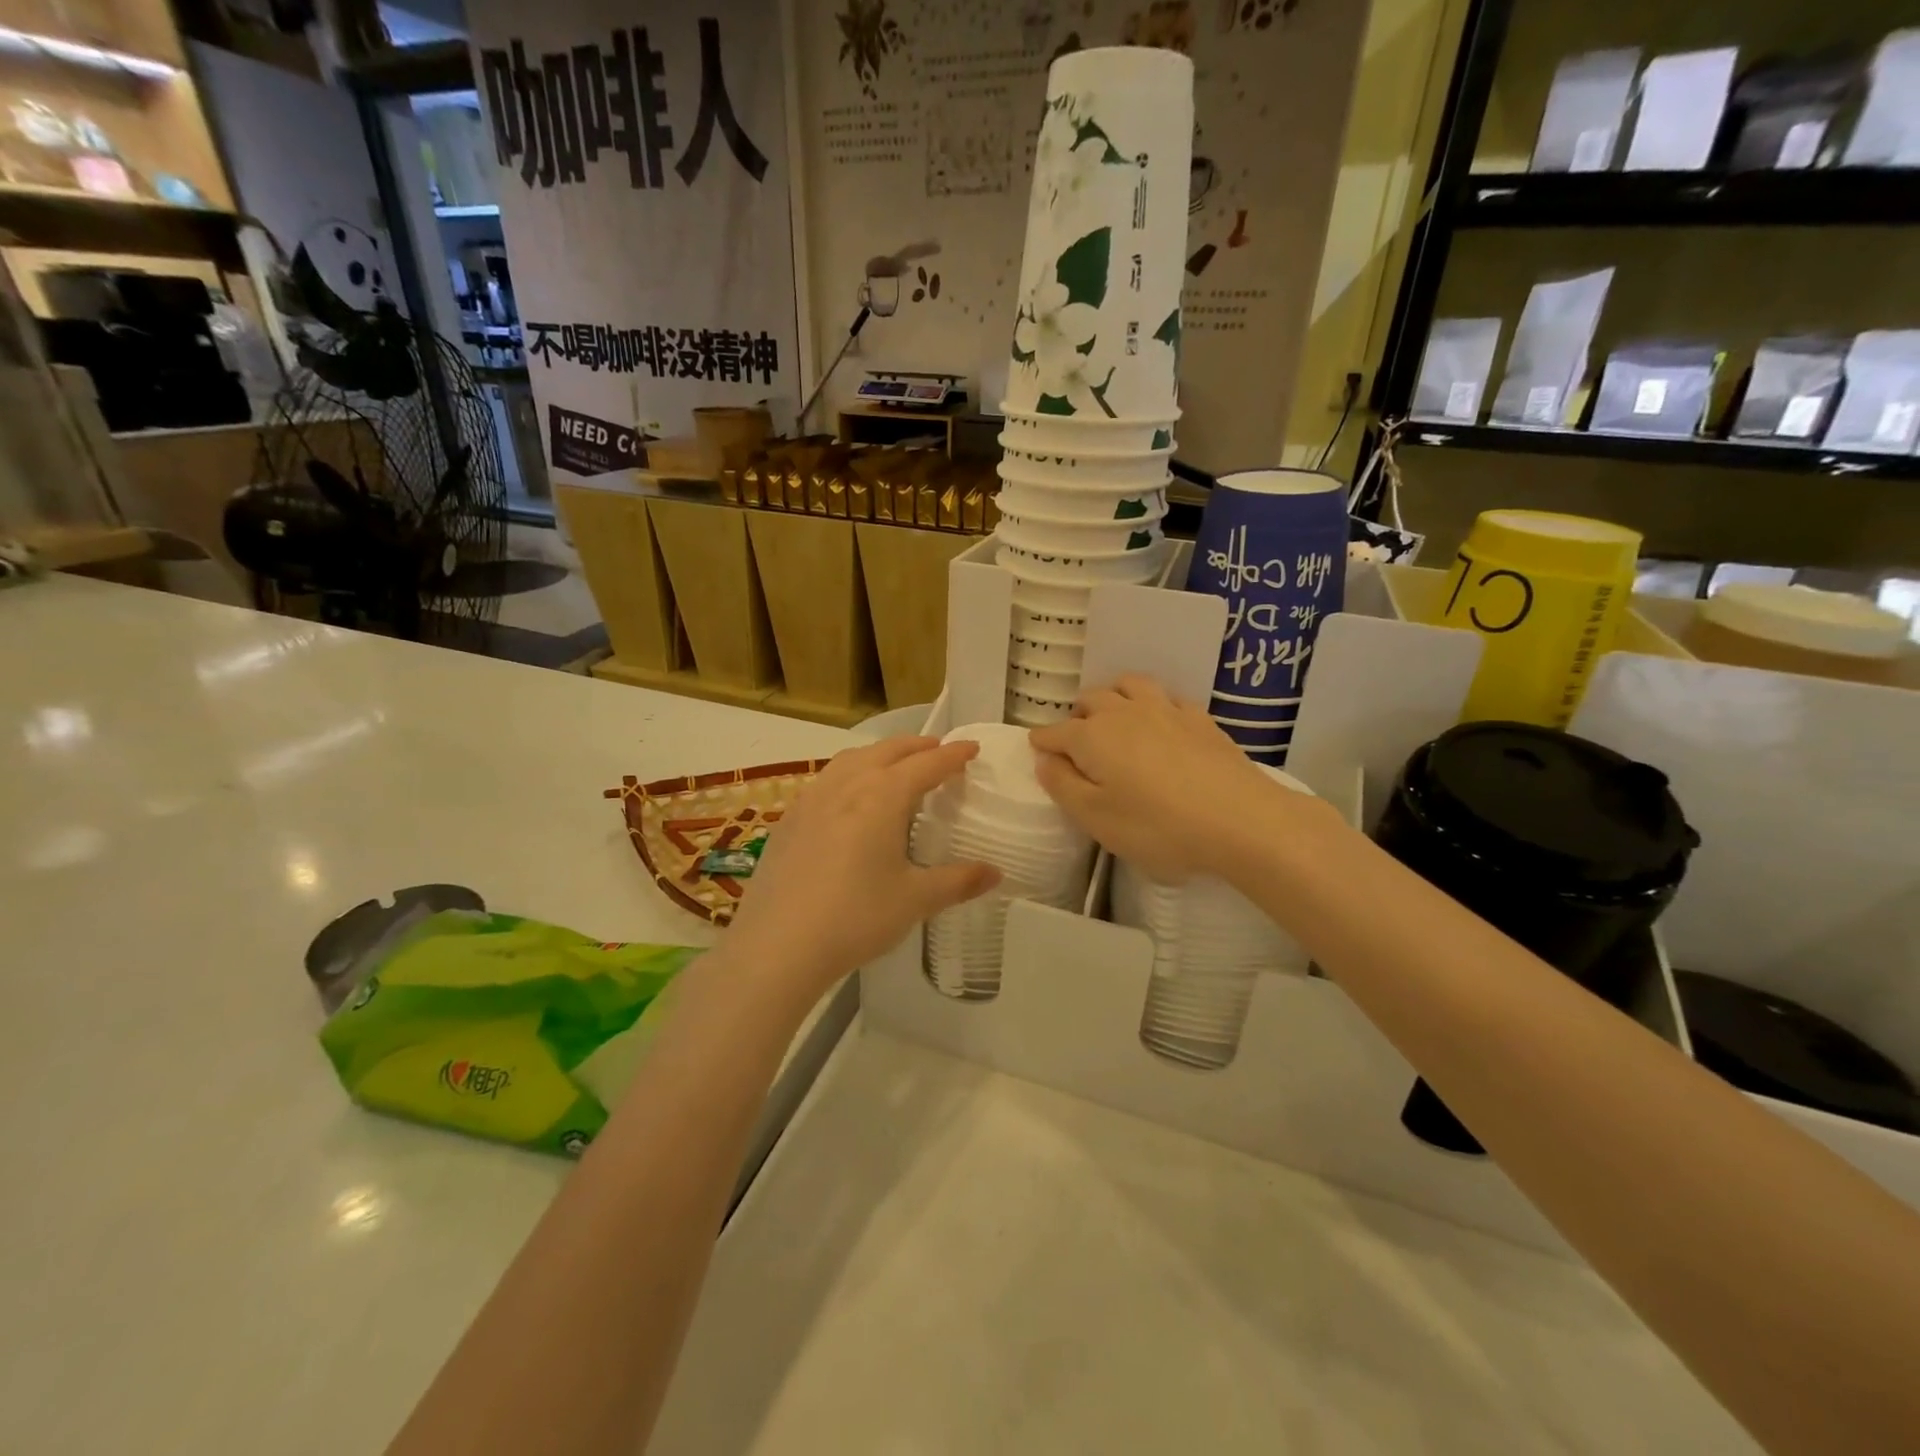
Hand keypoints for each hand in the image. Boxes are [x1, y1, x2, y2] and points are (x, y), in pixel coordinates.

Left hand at [723, 737, 1000, 996]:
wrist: (778, 945)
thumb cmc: (856, 917)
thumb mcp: (915, 900)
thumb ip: (958, 881)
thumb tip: (996, 873)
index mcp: (883, 796)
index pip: (927, 764)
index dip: (953, 755)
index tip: (971, 748)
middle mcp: (847, 785)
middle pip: (887, 751)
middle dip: (917, 746)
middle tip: (939, 751)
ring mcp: (812, 798)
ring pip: (852, 759)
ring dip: (880, 754)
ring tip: (895, 766)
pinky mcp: (789, 819)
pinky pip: (827, 779)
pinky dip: (850, 774)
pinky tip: (849, 800)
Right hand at [1029, 676, 1321, 882]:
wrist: (1240, 820)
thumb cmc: (1157, 826)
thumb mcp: (1096, 818)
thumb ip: (1063, 786)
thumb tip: (1045, 759)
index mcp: (1091, 737)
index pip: (1054, 733)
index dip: (1042, 743)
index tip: (1038, 753)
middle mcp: (1123, 712)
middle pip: (1089, 701)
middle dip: (1076, 716)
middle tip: (1078, 743)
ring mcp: (1165, 710)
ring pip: (1128, 685)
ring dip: (1113, 697)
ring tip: (1115, 719)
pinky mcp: (1199, 718)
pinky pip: (1167, 697)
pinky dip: (1153, 704)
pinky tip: (1161, 722)